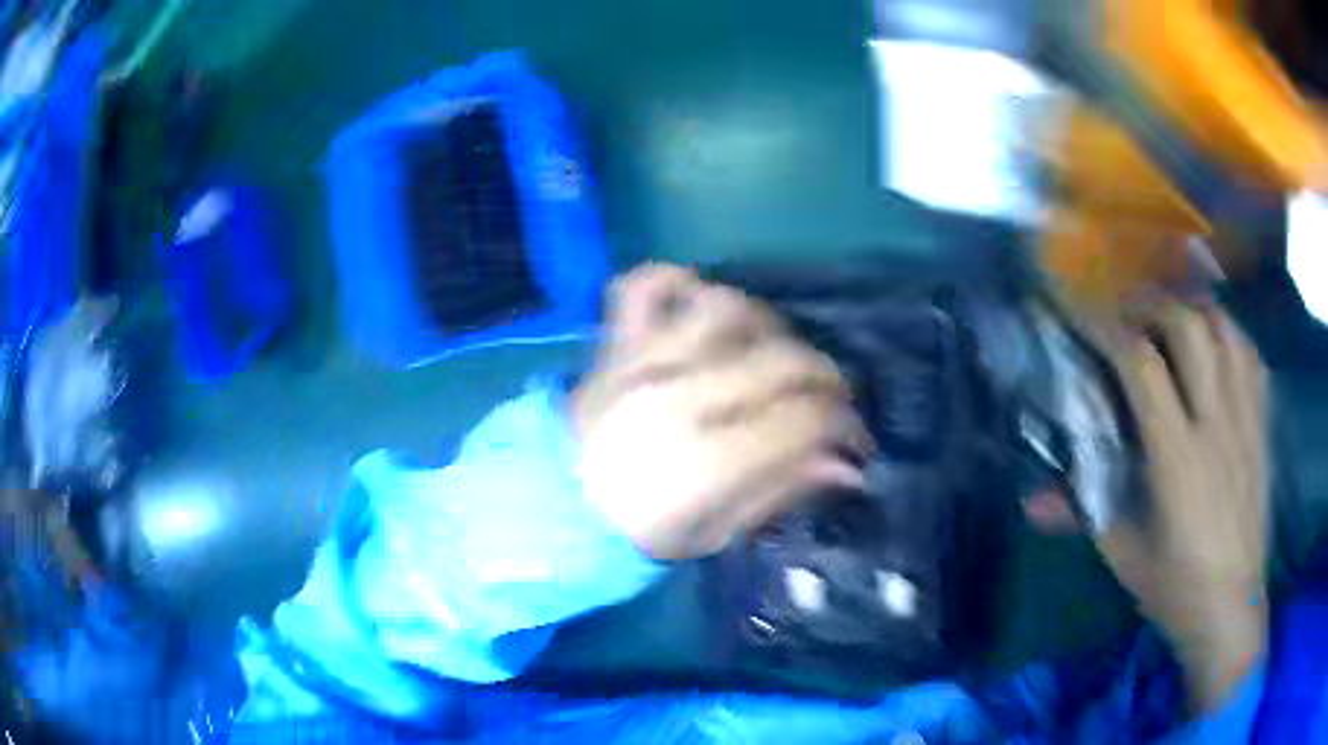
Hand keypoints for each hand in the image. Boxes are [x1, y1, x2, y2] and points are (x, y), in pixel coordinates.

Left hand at [571, 264, 871, 560]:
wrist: (554, 507)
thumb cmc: (637, 532)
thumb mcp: (713, 534)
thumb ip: (779, 493)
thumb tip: (846, 466)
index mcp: (707, 462)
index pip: (802, 419)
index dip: (844, 426)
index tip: (852, 440)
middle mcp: (682, 398)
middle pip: (780, 359)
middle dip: (825, 376)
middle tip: (828, 399)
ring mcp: (644, 361)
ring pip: (726, 309)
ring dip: (767, 324)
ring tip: (772, 352)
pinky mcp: (616, 344)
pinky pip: (642, 286)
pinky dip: (676, 280)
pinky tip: (700, 301)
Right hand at [1077, 301, 1268, 713]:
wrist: (1232, 608)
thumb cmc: (1176, 588)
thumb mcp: (1123, 556)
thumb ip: (1082, 515)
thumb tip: (1030, 499)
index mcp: (1178, 459)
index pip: (1142, 368)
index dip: (1108, 330)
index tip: (1082, 315)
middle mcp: (1216, 424)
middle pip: (1189, 327)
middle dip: (1151, 304)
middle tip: (1127, 310)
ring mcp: (1246, 419)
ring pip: (1224, 328)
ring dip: (1192, 307)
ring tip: (1170, 314)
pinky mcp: (1262, 425)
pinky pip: (1250, 354)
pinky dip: (1228, 332)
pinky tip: (1215, 341)